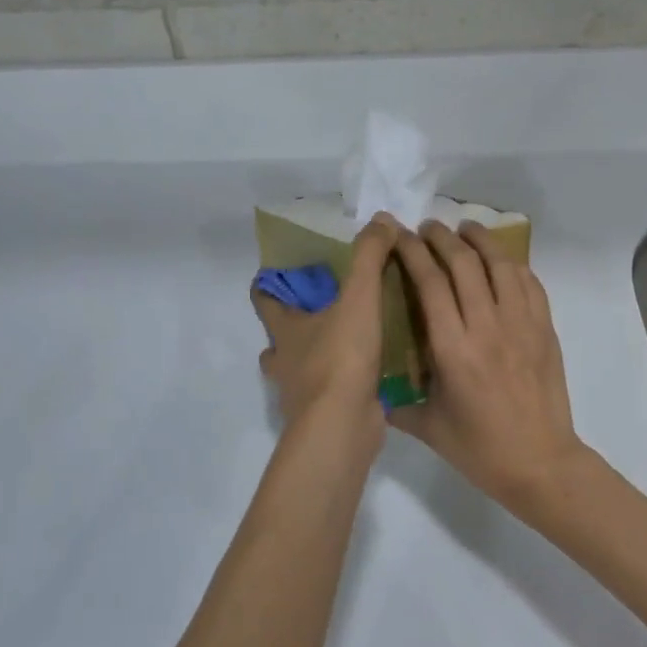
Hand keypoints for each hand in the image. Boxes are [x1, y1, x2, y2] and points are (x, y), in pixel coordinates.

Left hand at [253, 215, 399, 447]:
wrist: (342, 426)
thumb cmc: (341, 358)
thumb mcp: (359, 298)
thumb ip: (369, 257)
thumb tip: (382, 219)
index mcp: (285, 331)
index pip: (263, 301)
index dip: (265, 286)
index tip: (274, 274)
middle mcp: (285, 362)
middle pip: (277, 340)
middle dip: (291, 327)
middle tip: (320, 311)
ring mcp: (301, 393)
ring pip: (299, 370)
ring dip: (314, 357)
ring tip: (346, 344)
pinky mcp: (324, 416)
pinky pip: (328, 393)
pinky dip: (340, 384)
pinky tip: (367, 376)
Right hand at [391, 221, 583, 509]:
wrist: (541, 465)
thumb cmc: (479, 450)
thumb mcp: (427, 426)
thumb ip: (396, 401)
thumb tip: (370, 385)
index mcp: (453, 350)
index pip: (429, 282)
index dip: (412, 251)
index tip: (399, 235)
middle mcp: (487, 328)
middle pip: (464, 263)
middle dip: (442, 237)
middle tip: (427, 227)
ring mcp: (522, 326)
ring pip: (501, 265)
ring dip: (481, 240)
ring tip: (465, 228)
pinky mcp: (546, 331)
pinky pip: (531, 284)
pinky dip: (513, 265)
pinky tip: (501, 262)